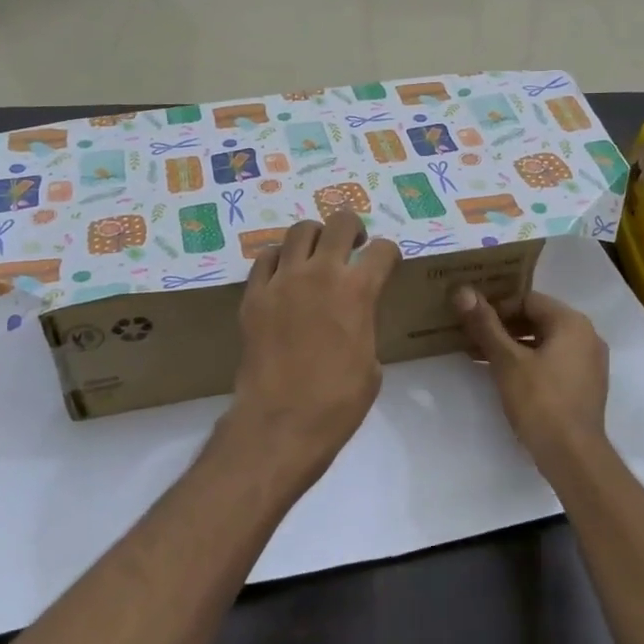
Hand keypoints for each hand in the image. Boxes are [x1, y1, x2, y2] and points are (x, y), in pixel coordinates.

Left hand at [228, 211, 401, 489]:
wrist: (281, 421)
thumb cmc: (338, 402)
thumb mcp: (371, 364)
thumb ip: (365, 326)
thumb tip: (355, 319)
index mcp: (358, 291)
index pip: (382, 250)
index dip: (389, 254)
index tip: (387, 263)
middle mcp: (321, 273)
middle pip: (340, 223)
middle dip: (353, 228)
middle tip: (353, 245)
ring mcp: (283, 281)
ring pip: (300, 231)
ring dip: (315, 237)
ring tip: (317, 255)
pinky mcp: (254, 295)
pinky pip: (266, 258)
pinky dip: (280, 259)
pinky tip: (285, 275)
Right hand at [456, 287, 610, 473]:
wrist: (573, 457)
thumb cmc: (540, 402)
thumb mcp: (507, 361)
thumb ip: (485, 325)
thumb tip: (462, 290)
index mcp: (572, 323)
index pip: (528, 299)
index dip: (496, 307)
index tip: (472, 321)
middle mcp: (586, 336)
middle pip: (537, 319)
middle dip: (502, 327)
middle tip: (471, 337)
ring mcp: (589, 363)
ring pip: (544, 342)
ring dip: (512, 346)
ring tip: (480, 357)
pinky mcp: (584, 385)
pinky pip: (553, 361)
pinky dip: (528, 362)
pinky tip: (503, 376)